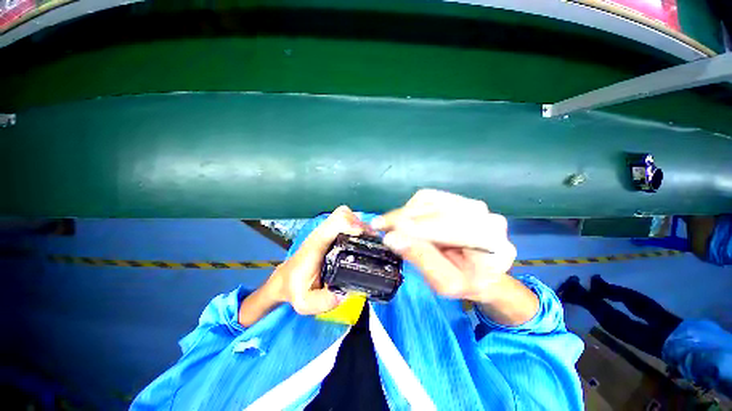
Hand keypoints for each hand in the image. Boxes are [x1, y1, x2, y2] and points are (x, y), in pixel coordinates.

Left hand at [266, 206, 364, 314]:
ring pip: (344, 214)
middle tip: (370, 239)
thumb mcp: (305, 302)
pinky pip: (343, 220)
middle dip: (359, 223)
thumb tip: (345, 294)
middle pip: (342, 214)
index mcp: (316, 245)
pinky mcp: (328, 233)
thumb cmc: (295, 287)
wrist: (286, 279)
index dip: (352, 225)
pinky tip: (360, 238)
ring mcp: (325, 231)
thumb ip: (323, 301)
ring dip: (358, 223)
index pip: (334, 224)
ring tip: (367, 238)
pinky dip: (354, 224)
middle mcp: (321, 234)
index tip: (364, 236)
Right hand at [372, 189, 516, 303]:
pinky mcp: (458, 199)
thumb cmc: (465, 283)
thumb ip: (422, 259)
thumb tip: (391, 238)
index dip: (418, 229)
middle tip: (379, 226)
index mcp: (492, 244)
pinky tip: (404, 220)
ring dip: (405, 212)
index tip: (387, 232)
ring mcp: (472, 204)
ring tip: (389, 224)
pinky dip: (410, 208)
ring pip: (430, 200)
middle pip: (438, 210)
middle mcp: (486, 217)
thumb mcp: (444, 283)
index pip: (451, 228)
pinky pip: (428, 197)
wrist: (482, 272)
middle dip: (405, 218)